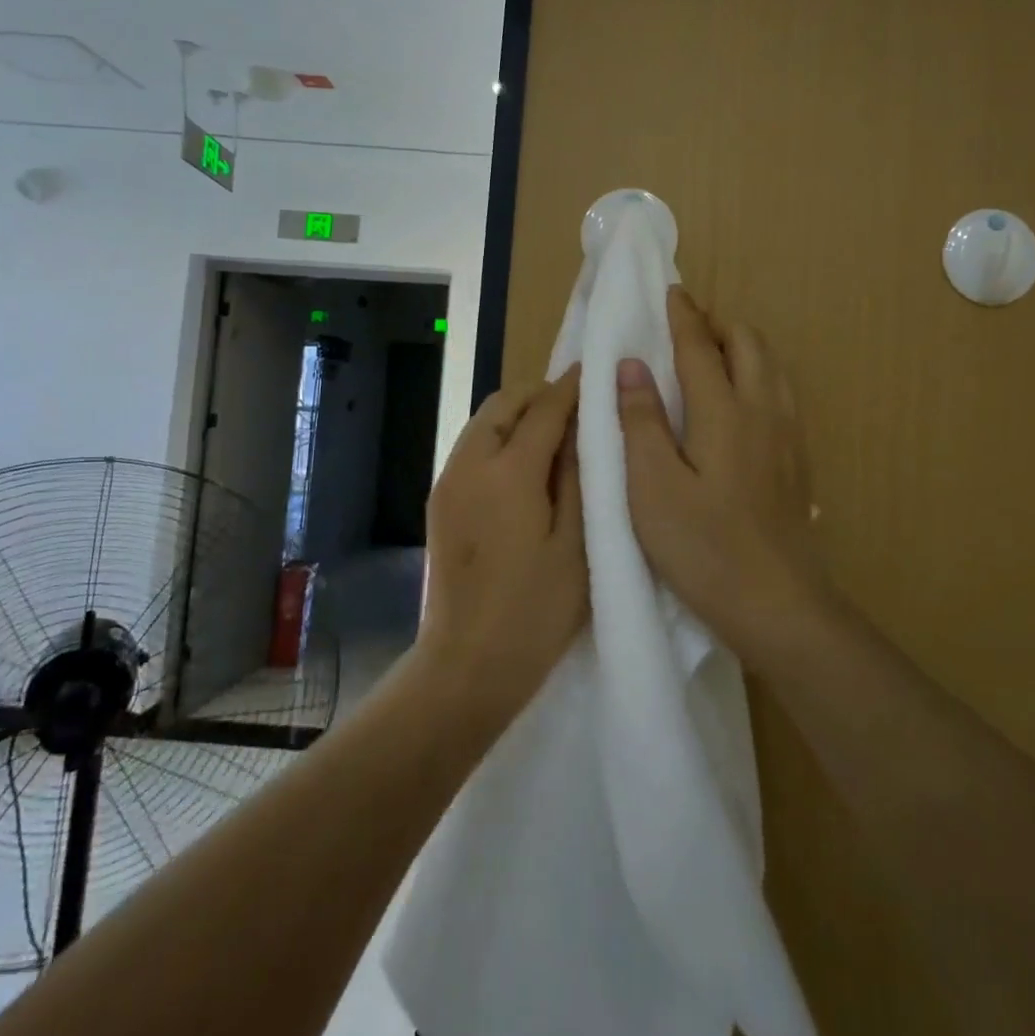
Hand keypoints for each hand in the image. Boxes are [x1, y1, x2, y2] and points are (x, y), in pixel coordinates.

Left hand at [419, 368, 586, 717]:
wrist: (467, 664)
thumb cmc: (536, 611)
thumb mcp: (577, 544)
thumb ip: (578, 476)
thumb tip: (581, 427)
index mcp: (509, 472)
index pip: (545, 408)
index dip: (572, 387)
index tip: (596, 371)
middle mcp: (470, 463)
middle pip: (504, 403)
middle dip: (540, 395)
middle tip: (576, 410)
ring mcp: (448, 481)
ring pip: (483, 422)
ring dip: (516, 416)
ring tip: (553, 437)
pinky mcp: (438, 501)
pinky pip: (471, 448)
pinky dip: (498, 439)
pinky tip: (523, 468)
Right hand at [618, 288, 828, 670]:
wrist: (779, 605)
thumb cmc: (704, 547)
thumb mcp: (652, 487)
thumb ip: (641, 421)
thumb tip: (631, 365)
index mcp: (724, 411)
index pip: (701, 346)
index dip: (683, 316)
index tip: (671, 292)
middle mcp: (763, 411)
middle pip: (748, 344)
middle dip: (717, 324)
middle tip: (685, 327)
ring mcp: (788, 436)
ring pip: (771, 367)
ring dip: (742, 347)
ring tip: (712, 355)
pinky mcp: (798, 461)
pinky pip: (781, 394)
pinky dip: (759, 375)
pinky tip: (742, 402)